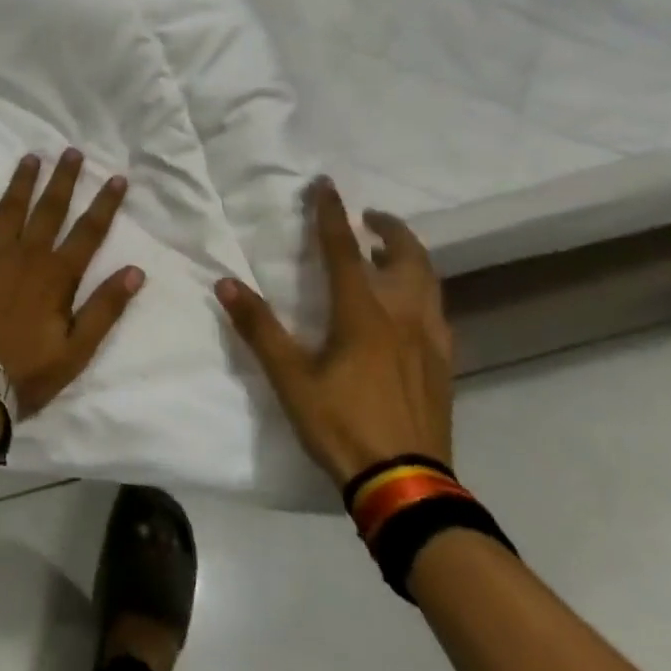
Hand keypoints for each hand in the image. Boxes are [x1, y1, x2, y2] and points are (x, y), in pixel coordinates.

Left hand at [0, 150, 145, 417]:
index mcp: (57, 275)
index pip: (89, 231)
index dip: (105, 204)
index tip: (117, 177)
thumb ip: (105, 308)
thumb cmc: (25, 372)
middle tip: (72, 151)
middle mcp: (27, 255)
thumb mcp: (76, 350)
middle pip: (50, 209)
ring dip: (23, 180)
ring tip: (33, 156)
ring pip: (11, 207)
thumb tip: (135, 271)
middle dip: (64, 179)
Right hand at [215, 178, 452, 487]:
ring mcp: (430, 342)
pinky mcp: (443, 366)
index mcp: (363, 315)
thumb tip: (226, 284)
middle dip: (391, 229)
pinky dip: (423, 292)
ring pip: (430, 283)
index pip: (345, 250)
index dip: (332, 214)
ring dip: (411, 257)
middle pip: (407, 258)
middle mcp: (403, 317)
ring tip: (389, 255)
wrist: (406, 485)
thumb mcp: (291, 379)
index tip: (327, 185)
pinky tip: (410, 309)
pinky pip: (437, 312)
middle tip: (371, 218)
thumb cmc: (343, 425)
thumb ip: (259, 329)